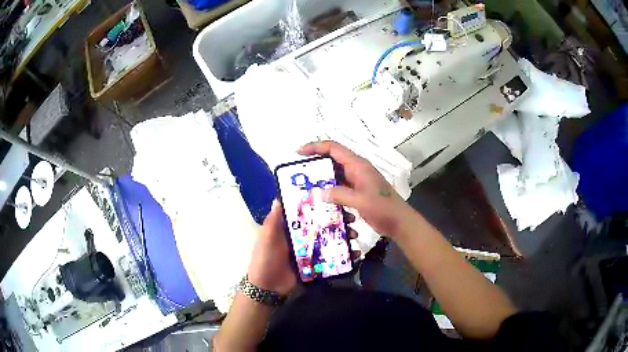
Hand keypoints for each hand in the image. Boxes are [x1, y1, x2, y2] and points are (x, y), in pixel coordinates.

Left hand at [247, 197, 360, 295]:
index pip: (309, 212)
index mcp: (291, 228)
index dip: (323, 205)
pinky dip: (345, 256)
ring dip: (344, 237)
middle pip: (323, 225)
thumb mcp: (267, 238)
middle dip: (339, 221)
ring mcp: (311, 252)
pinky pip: (332, 258)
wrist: (268, 288)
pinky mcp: (316, 265)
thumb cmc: (265, 259)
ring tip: (355, 236)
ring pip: (330, 241)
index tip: (338, 200)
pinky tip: (355, 254)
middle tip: (353, 219)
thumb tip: (278, 198)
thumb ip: (273, 221)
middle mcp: (303, 237)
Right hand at [299, 141, 414, 237]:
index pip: (333, 148)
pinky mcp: (358, 193)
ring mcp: (358, 182)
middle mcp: (357, 170)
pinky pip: (341, 190)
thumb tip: (318, 192)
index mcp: (358, 166)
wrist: (400, 223)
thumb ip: (339, 194)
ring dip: (323, 183)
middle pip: (332, 161)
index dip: (315, 147)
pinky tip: (323, 204)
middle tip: (299, 176)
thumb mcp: (360, 200)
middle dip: (316, 166)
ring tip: (307, 190)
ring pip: (335, 177)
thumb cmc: (383, 208)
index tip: (299, 152)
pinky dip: (331, 194)